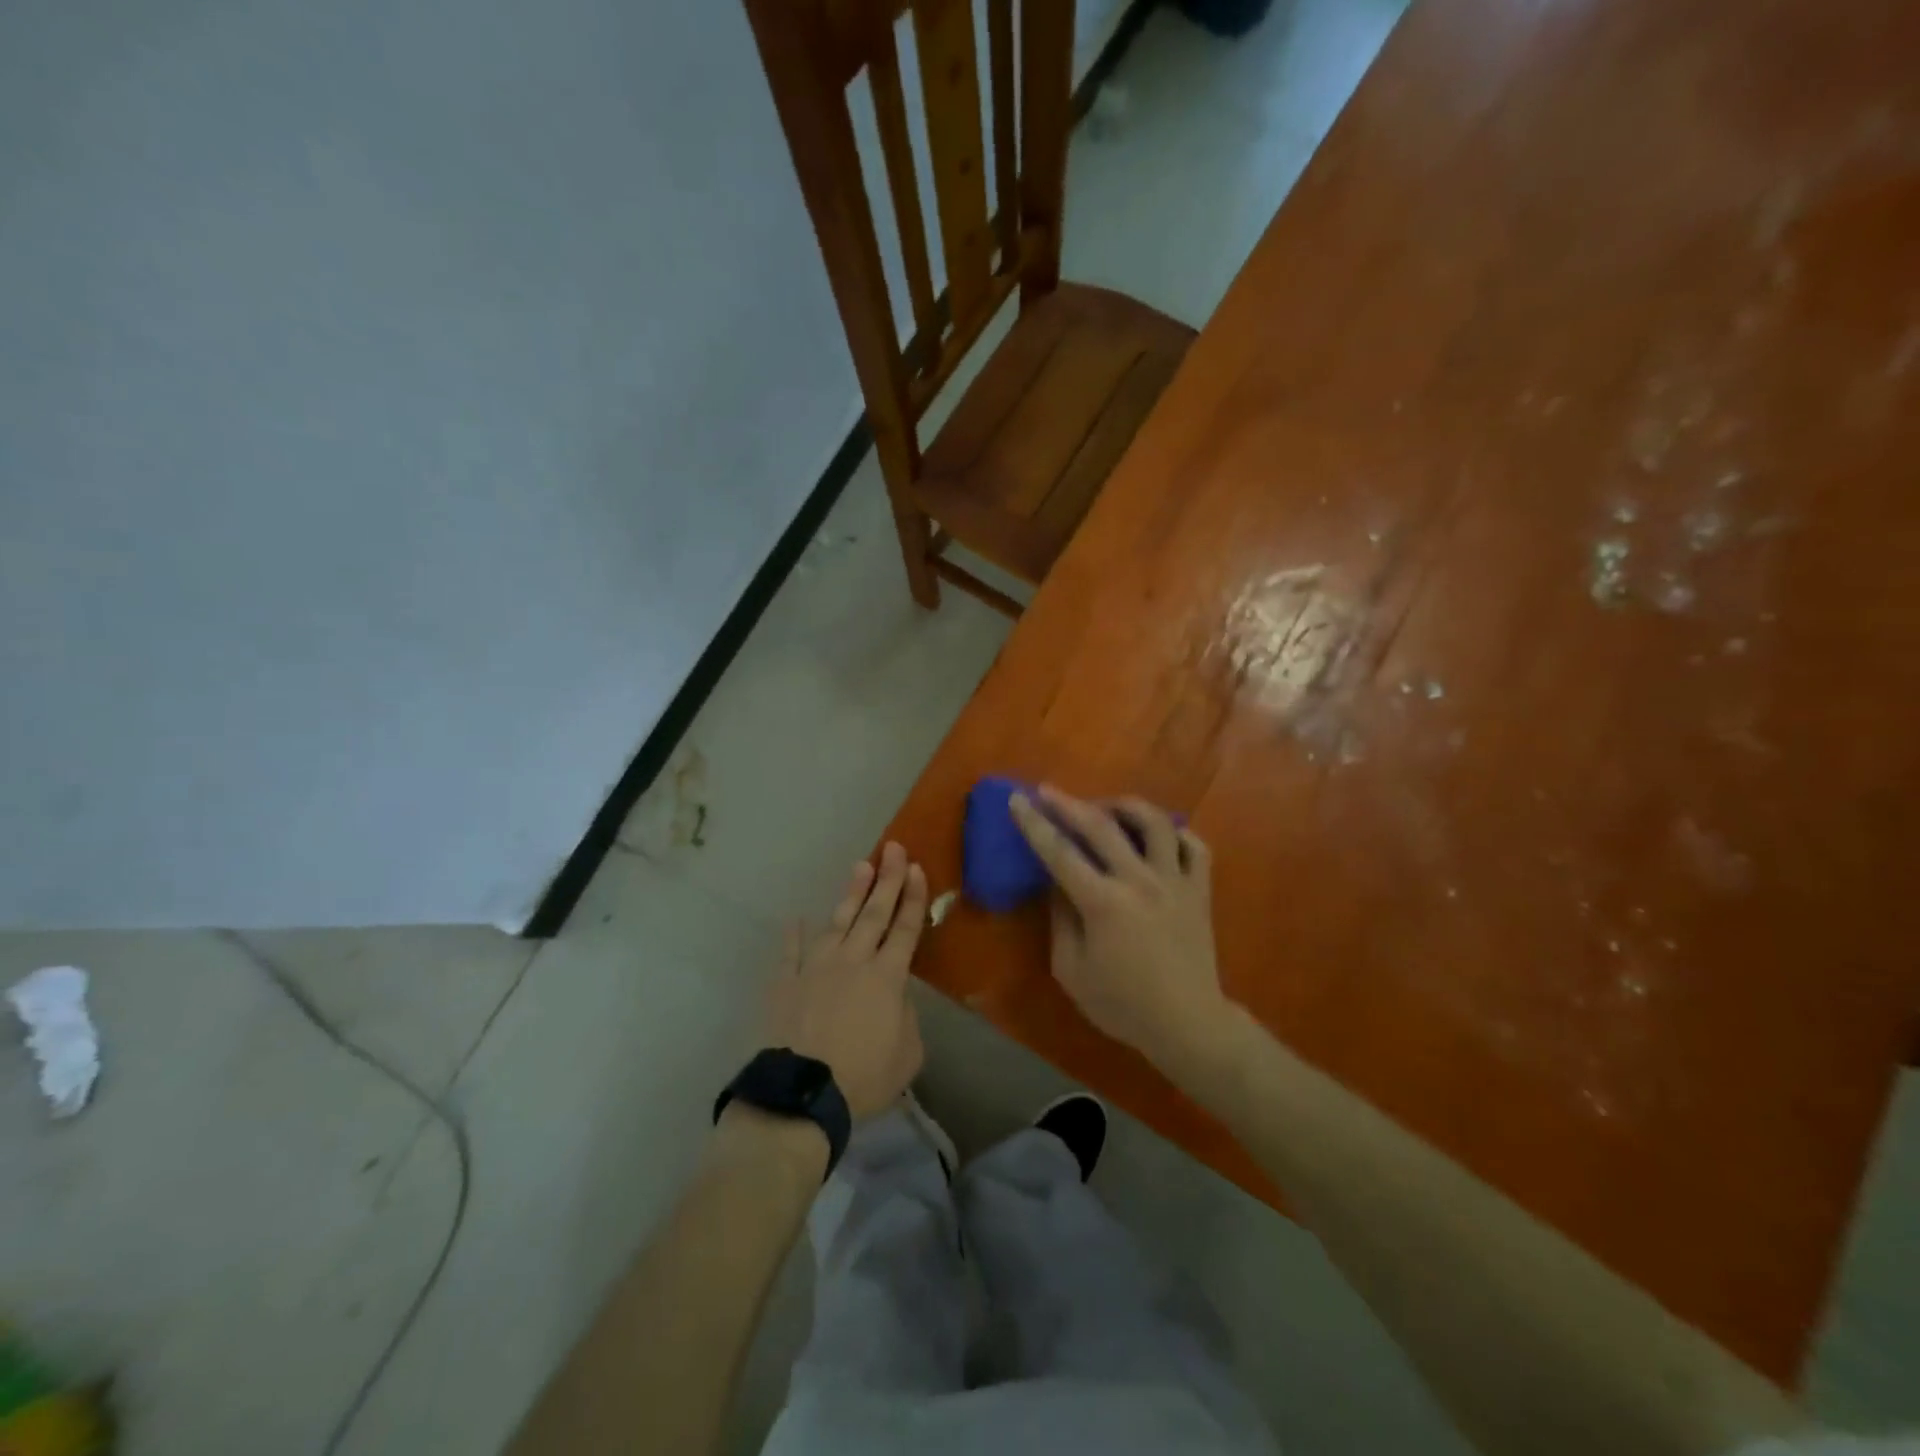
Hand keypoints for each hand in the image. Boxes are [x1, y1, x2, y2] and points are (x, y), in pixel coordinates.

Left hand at [764, 842, 927, 1120]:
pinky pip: (790, 953)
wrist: (803, 1094)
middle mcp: (853, 961)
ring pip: (838, 923)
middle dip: (887, 880)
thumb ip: (907, 1018)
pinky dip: (793, 935)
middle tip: (894, 848)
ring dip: (851, 894)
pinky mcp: (787, 983)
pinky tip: (795, 919)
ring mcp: (816, 968)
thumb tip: (896, 997)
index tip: (918, 869)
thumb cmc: (863, 1078)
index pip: (906, 929)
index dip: (914, 898)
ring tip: (860, 867)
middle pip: (874, 914)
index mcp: (887, 977)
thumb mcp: (907, 1054)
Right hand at [1009, 786, 1229, 1069]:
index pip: (1060, 853)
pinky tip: (1157, 835)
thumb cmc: (1122, 1004)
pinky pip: (1193, 845)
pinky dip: (1174, 832)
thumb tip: (1056, 884)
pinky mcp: (1200, 890)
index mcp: (1103, 903)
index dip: (1034, 824)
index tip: (1017, 799)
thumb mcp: (1071, 971)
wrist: (1188, 1024)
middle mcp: (1140, 881)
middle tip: (1048, 791)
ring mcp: (1175, 882)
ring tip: (1106, 807)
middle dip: (1069, 803)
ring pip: (1154, 823)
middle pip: (1101, 827)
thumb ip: (1060, 921)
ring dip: (1125, 806)